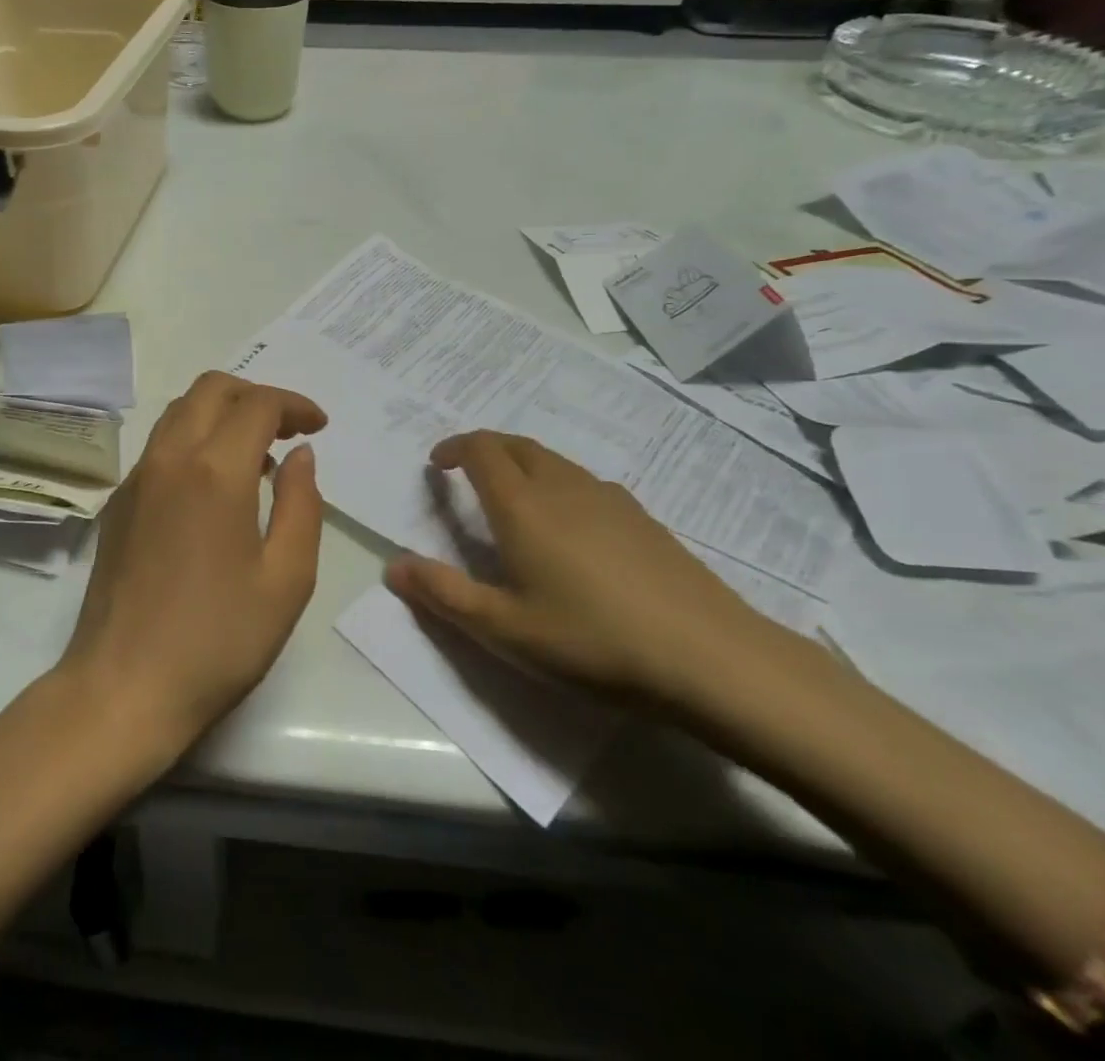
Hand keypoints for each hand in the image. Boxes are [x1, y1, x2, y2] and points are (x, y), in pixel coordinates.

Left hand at [54, 372, 327, 756]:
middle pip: (211, 389)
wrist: (123, 686)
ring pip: (179, 411)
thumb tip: (300, 455)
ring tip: (256, 457)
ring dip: (221, 413)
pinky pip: (159, 446)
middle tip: (289, 429)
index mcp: (214, 471)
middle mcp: (169, 458)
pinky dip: (194, 439)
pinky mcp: (118, 502)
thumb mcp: (286, 579)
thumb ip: (301, 505)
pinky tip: (214, 487)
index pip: (257, 405)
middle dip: (256, 395)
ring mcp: (136, 478)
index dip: (294, 404)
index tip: (319, 426)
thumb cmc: (218, 640)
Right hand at [384, 431, 769, 703]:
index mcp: (523, 506)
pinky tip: (572, 529)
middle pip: (517, 445)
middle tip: (468, 473)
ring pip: (554, 461)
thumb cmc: (593, 641)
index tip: (438, 465)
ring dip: (523, 465)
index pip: (481, 450)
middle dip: (486, 448)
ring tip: (514, 499)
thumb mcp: (505, 630)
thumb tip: (392, 566)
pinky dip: (560, 485)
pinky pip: (586, 483)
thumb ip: (444, 594)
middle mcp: (563, 487)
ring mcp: (610, 499)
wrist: (712, 659)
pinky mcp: (644, 518)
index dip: (455, 447)